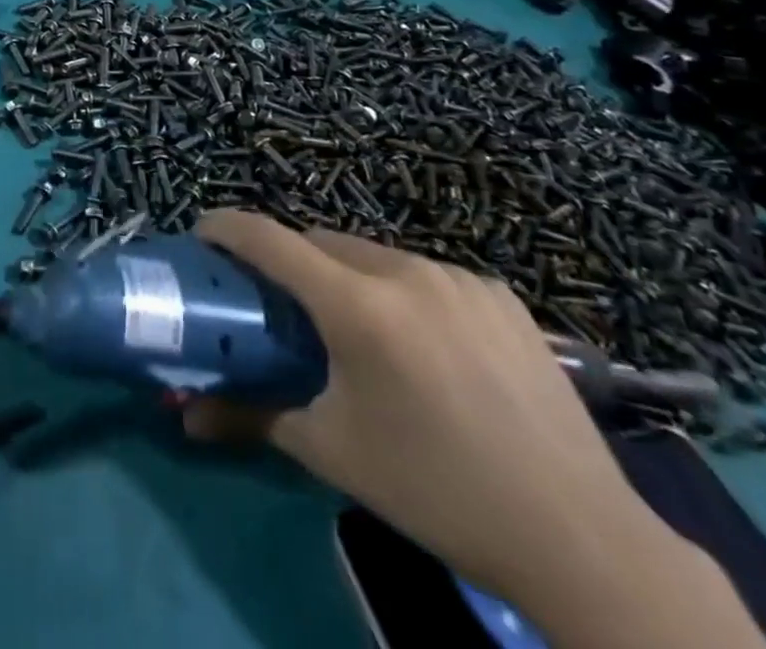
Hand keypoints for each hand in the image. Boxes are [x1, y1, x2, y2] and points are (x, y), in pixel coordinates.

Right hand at [185, 212, 765, 648]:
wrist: (580, 539)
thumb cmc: (435, 490)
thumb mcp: (331, 452)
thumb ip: (251, 417)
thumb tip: (185, 416)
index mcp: (359, 306)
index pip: (270, 239)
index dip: (227, 227)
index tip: (203, 232)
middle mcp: (405, 272)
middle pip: (321, 242)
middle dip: (289, 258)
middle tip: (278, 299)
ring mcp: (458, 278)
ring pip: (374, 254)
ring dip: (345, 274)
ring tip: (351, 326)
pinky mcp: (500, 294)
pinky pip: (425, 273)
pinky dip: (401, 290)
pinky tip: (419, 340)